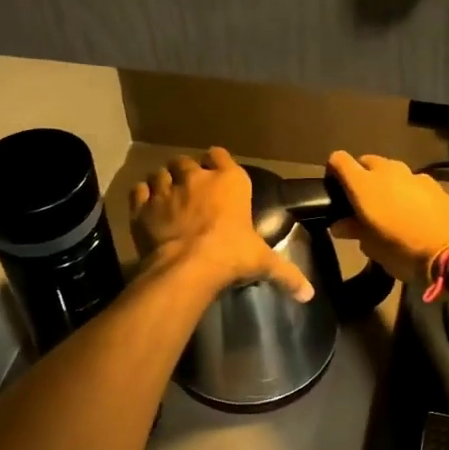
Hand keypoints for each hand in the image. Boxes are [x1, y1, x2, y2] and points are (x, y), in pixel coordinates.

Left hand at [130, 147, 313, 301]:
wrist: (186, 267)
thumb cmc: (230, 255)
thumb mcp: (262, 262)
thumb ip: (286, 274)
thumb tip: (309, 295)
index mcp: (229, 181)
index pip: (220, 155)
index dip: (216, 161)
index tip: (216, 171)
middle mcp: (196, 178)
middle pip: (186, 162)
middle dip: (186, 172)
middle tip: (190, 190)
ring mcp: (166, 189)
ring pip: (160, 173)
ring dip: (163, 181)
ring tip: (166, 196)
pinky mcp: (142, 206)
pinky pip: (139, 190)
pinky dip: (142, 195)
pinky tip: (146, 205)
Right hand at [326, 152, 448, 287]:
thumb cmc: (403, 250)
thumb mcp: (373, 247)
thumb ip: (355, 230)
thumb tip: (340, 225)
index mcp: (364, 184)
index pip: (339, 160)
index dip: (334, 170)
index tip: (334, 188)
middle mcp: (387, 172)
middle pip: (367, 161)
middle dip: (362, 174)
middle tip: (362, 200)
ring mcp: (414, 175)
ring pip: (392, 170)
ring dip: (387, 182)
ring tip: (390, 207)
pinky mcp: (436, 184)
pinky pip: (414, 182)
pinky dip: (409, 191)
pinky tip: (415, 212)